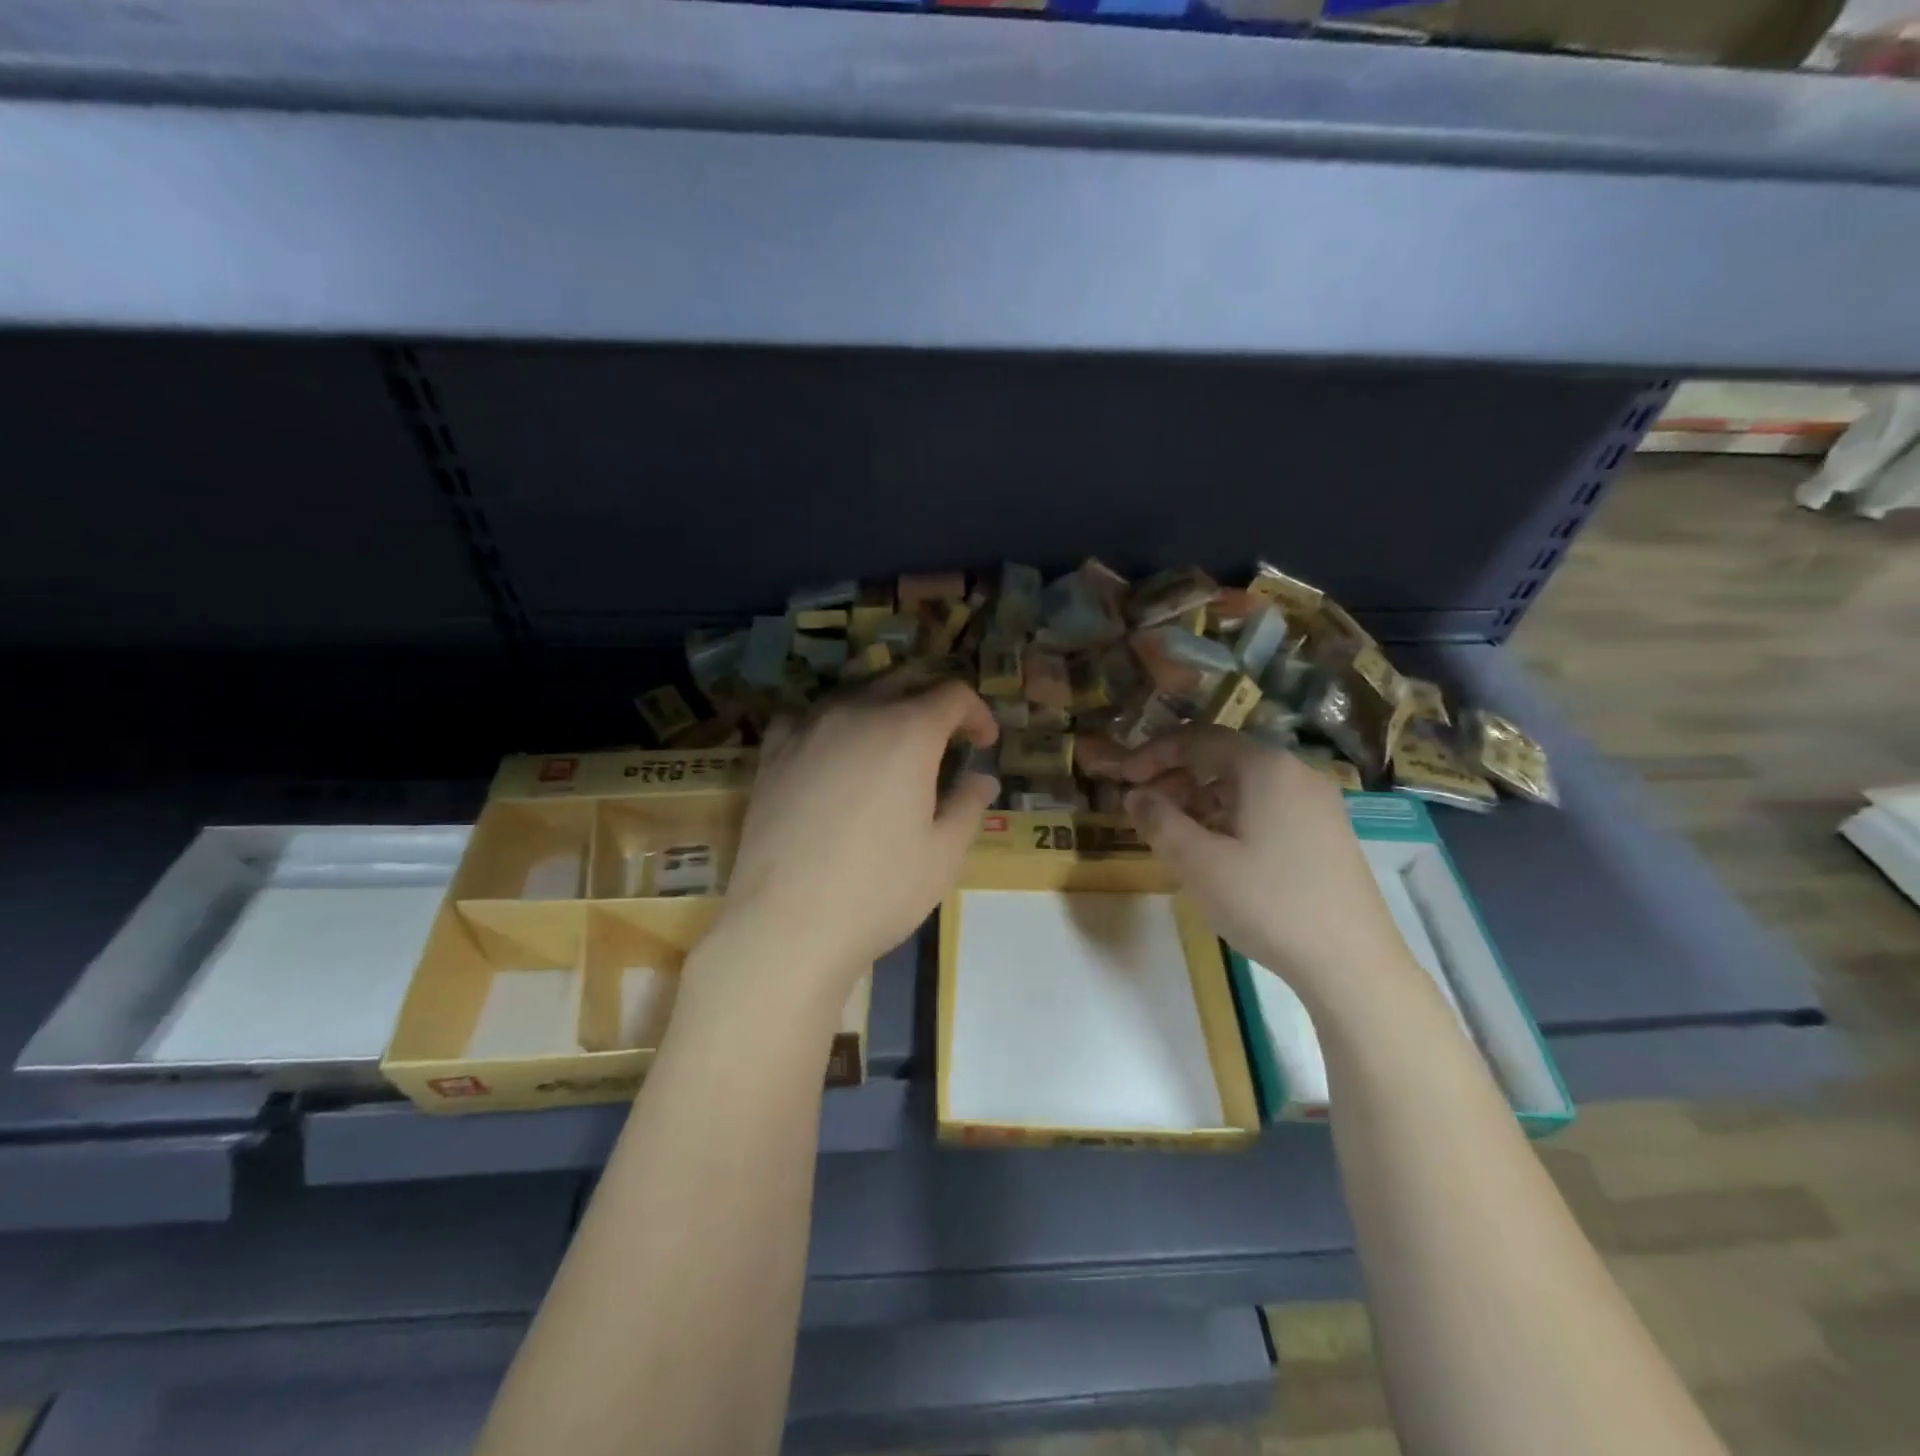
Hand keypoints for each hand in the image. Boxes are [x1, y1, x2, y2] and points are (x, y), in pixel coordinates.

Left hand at [717, 677, 999, 995]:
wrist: (788, 924)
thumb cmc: (880, 890)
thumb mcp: (944, 853)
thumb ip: (968, 805)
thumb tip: (982, 779)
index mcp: (907, 732)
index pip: (952, 694)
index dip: (977, 712)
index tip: (985, 742)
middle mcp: (857, 713)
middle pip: (903, 680)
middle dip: (934, 698)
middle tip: (948, 732)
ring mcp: (808, 729)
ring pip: (854, 693)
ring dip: (884, 706)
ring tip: (893, 742)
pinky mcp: (773, 754)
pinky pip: (805, 717)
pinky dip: (829, 722)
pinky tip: (831, 750)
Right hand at [1081, 727, 1421, 1011]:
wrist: (1353, 963)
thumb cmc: (1268, 903)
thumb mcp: (1198, 863)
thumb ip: (1159, 820)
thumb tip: (1135, 795)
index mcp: (1264, 767)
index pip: (1198, 739)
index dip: (1153, 754)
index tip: (1123, 779)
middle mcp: (1295, 772)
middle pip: (1223, 757)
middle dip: (1176, 776)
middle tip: (1143, 807)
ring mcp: (1317, 802)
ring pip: (1245, 784)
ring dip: (1201, 797)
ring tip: (1174, 830)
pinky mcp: (1327, 832)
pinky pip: (1267, 805)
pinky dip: (1231, 814)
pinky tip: (1217, 848)